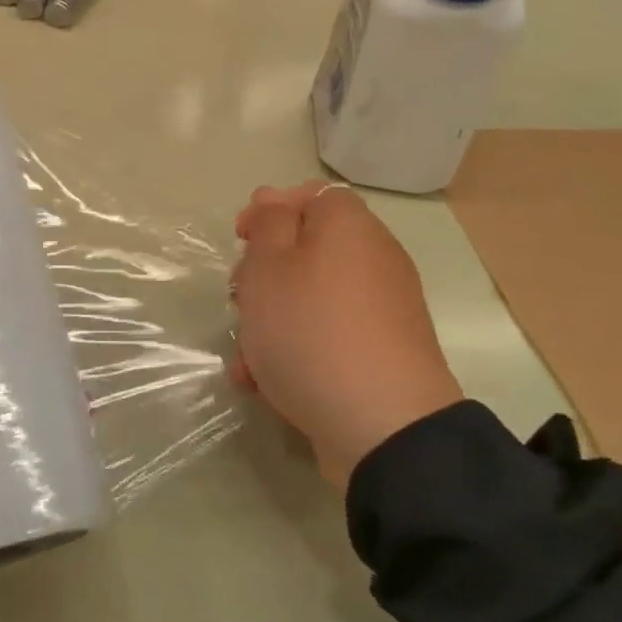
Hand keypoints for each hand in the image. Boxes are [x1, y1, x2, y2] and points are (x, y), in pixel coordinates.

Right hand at [232, 182, 461, 494]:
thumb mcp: (268, 266)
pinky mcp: (382, 354)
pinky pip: (329, 335)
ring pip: (311, 298)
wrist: (382, 426)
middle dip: (264, 273)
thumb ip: (267, 223)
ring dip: (272, 319)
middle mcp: (374, 259)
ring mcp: (383, 310)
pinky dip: (297, 349)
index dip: (269, 210)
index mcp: (349, 227)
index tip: (239, 240)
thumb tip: (274, 198)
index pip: (309, 195)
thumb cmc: (310, 330)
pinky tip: (265, 382)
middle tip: (240, 298)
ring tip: (247, 354)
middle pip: (307, 249)